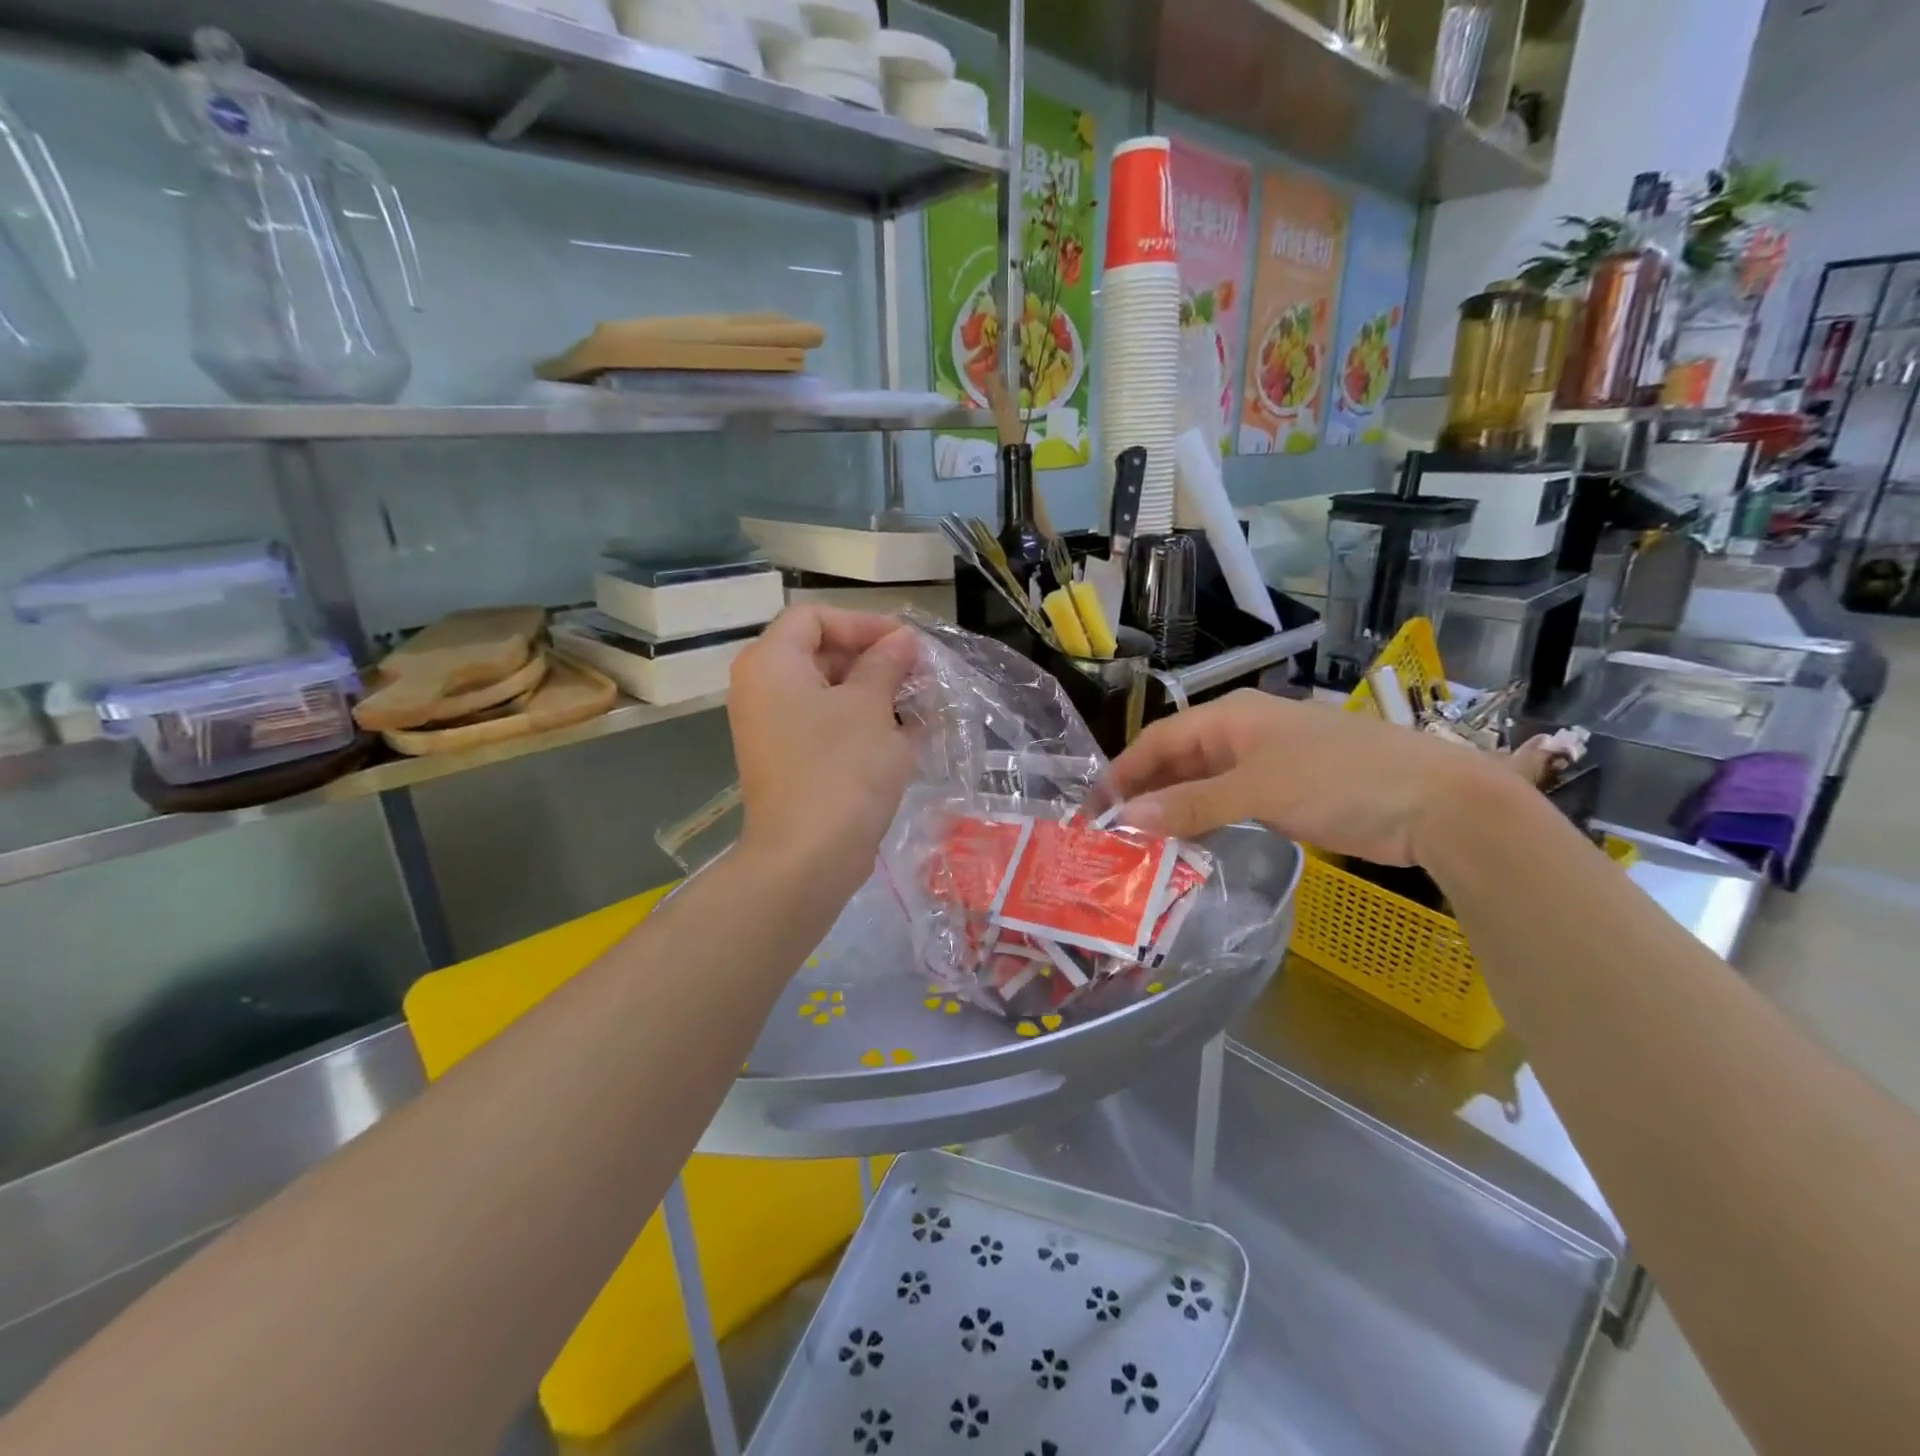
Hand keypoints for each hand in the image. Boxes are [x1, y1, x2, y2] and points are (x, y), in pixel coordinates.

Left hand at [728, 606, 919, 892]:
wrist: (808, 857)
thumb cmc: (841, 768)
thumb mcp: (871, 706)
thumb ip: (886, 663)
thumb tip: (902, 639)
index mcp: (771, 664)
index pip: (815, 617)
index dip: (863, 622)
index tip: (906, 643)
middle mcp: (763, 690)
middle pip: (820, 653)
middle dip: (874, 659)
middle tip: (919, 673)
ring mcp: (774, 730)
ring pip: (829, 693)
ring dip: (875, 693)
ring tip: (920, 703)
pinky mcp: (791, 762)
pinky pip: (827, 727)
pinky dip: (862, 724)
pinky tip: (907, 734)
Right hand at [1101, 689, 1491, 865]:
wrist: (1436, 802)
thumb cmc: (1340, 779)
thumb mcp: (1257, 790)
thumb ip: (1190, 804)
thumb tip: (1126, 817)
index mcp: (1230, 717)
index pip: (1159, 739)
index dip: (1124, 772)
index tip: (1094, 808)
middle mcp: (1242, 734)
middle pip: (1177, 760)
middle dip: (1145, 792)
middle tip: (1112, 833)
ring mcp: (1265, 764)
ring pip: (1201, 784)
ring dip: (1172, 810)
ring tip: (1140, 845)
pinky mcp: (1285, 793)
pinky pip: (1228, 803)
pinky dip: (1204, 821)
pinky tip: (1187, 845)